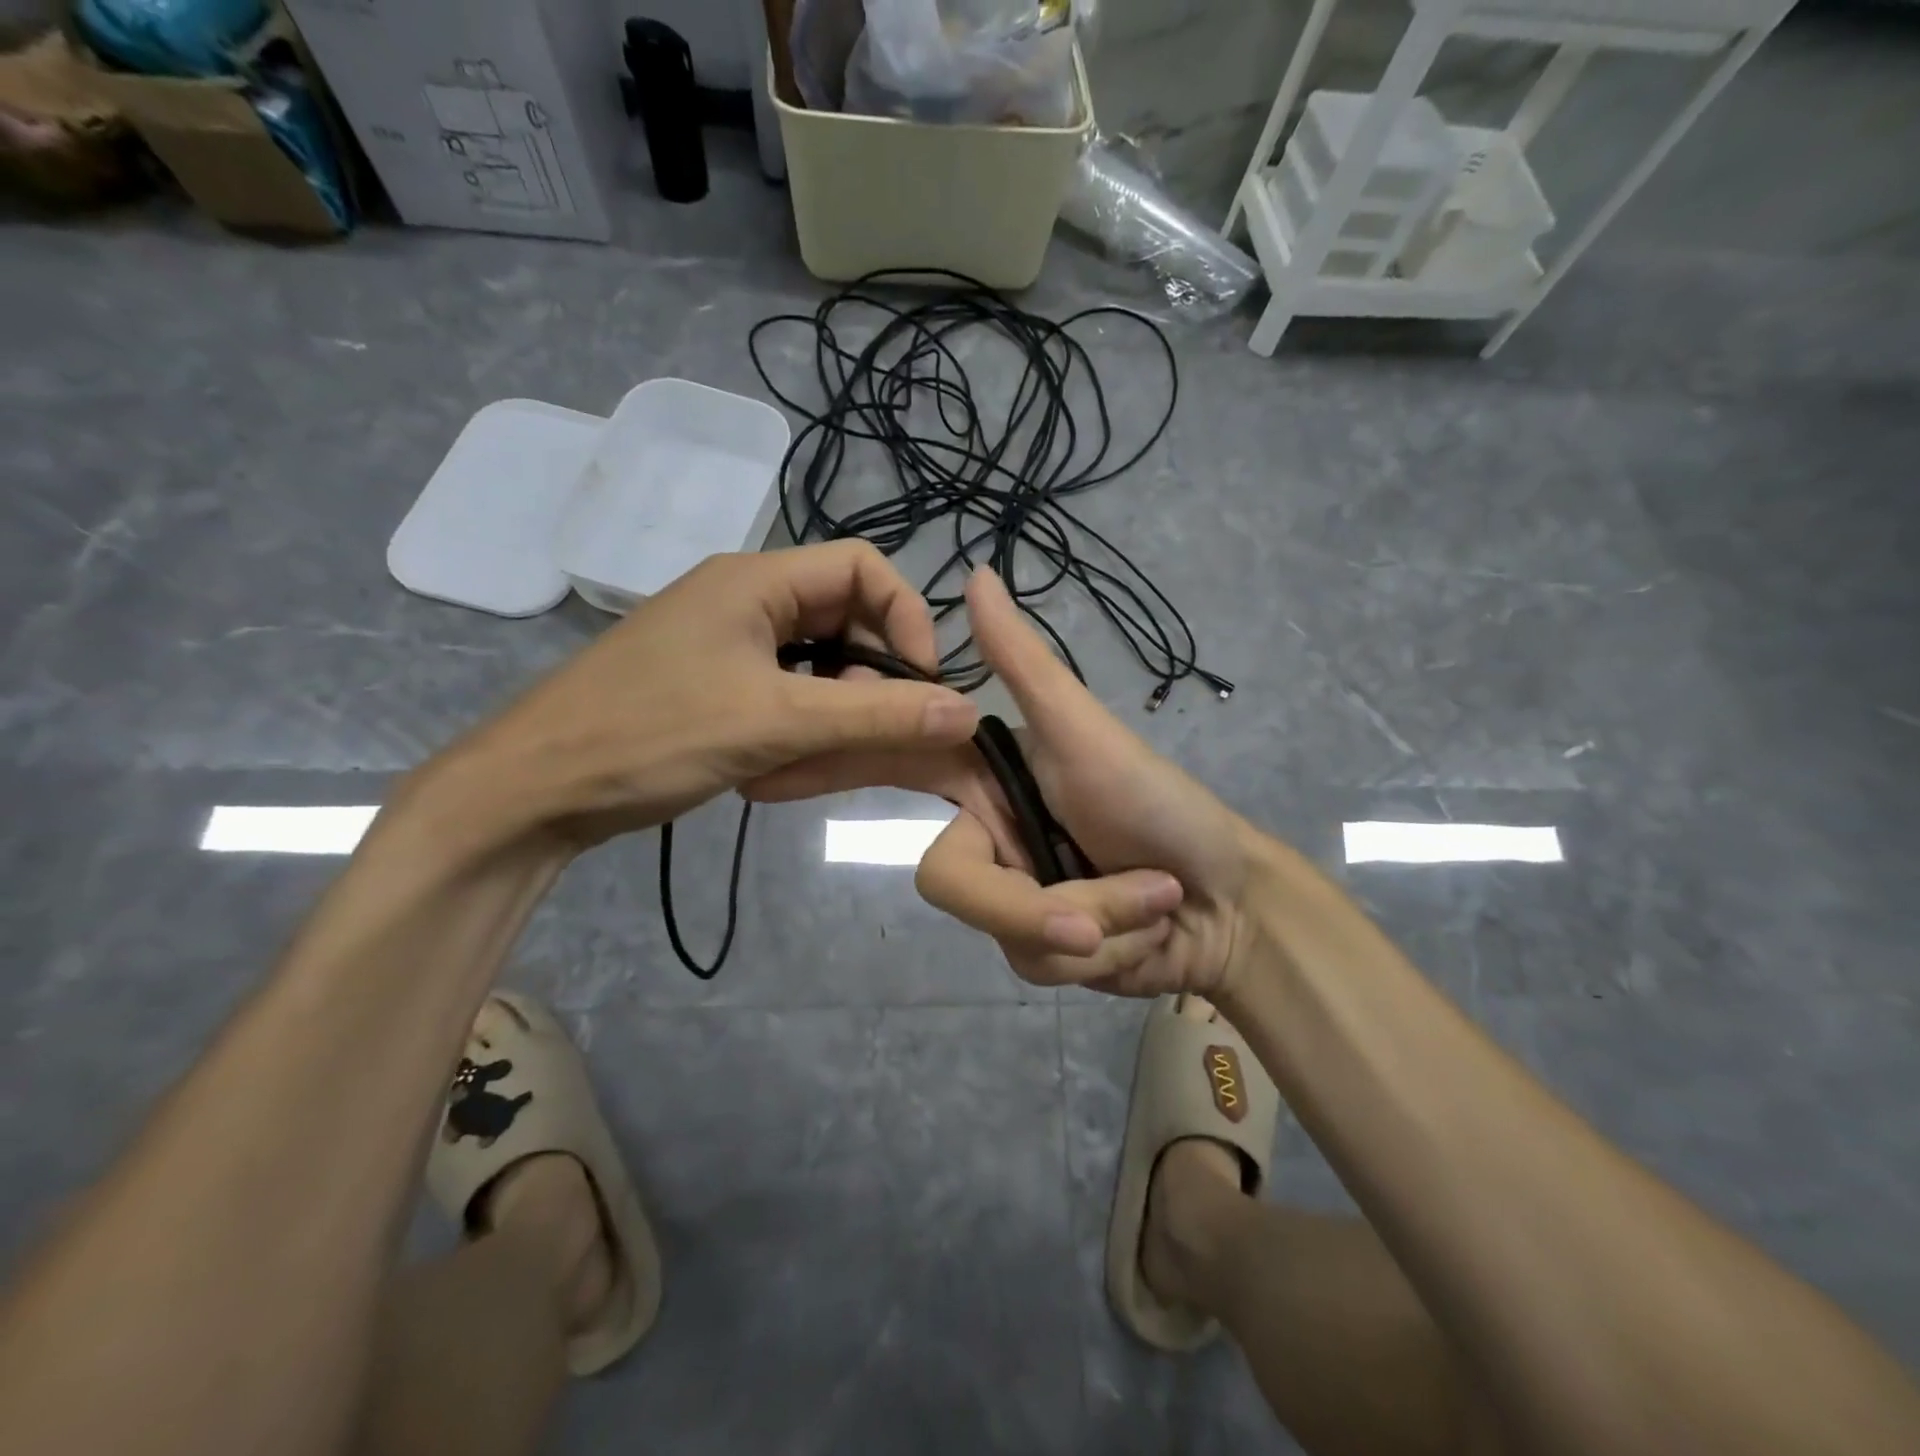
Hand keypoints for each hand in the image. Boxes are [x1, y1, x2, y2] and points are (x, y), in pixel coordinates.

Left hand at [429, 543, 979, 848]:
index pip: (863, 566)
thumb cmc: (652, 736)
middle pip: (843, 617)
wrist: (532, 791)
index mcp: (756, 580)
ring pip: (816, 663)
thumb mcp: (777, 723)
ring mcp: (725, 643)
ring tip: (818, 759)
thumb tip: (968, 709)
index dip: (907, 617)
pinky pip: (783, 691)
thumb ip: (877, 716)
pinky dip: (800, 725)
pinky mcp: (712, 683)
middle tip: (871, 733)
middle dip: (870, 677)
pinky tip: (785, 767)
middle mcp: (744, 598)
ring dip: (835, 710)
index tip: (922, 683)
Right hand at [751, 568, 1259, 998]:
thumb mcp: (1086, 730)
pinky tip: (1145, 934)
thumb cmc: (1158, 803)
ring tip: (1151, 901)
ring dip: (1095, 921)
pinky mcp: (1033, 949)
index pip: (893, 763)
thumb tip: (976, 573)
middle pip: (951, 883)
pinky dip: (1105, 950)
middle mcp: (986, 836)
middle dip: (1034, 905)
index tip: (766, 773)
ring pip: (1005, 934)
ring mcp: (1009, 898)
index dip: (829, 767)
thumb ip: (1024, 662)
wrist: (1227, 902)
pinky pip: (1038, 965)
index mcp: (983, 779)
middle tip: (1106, 906)